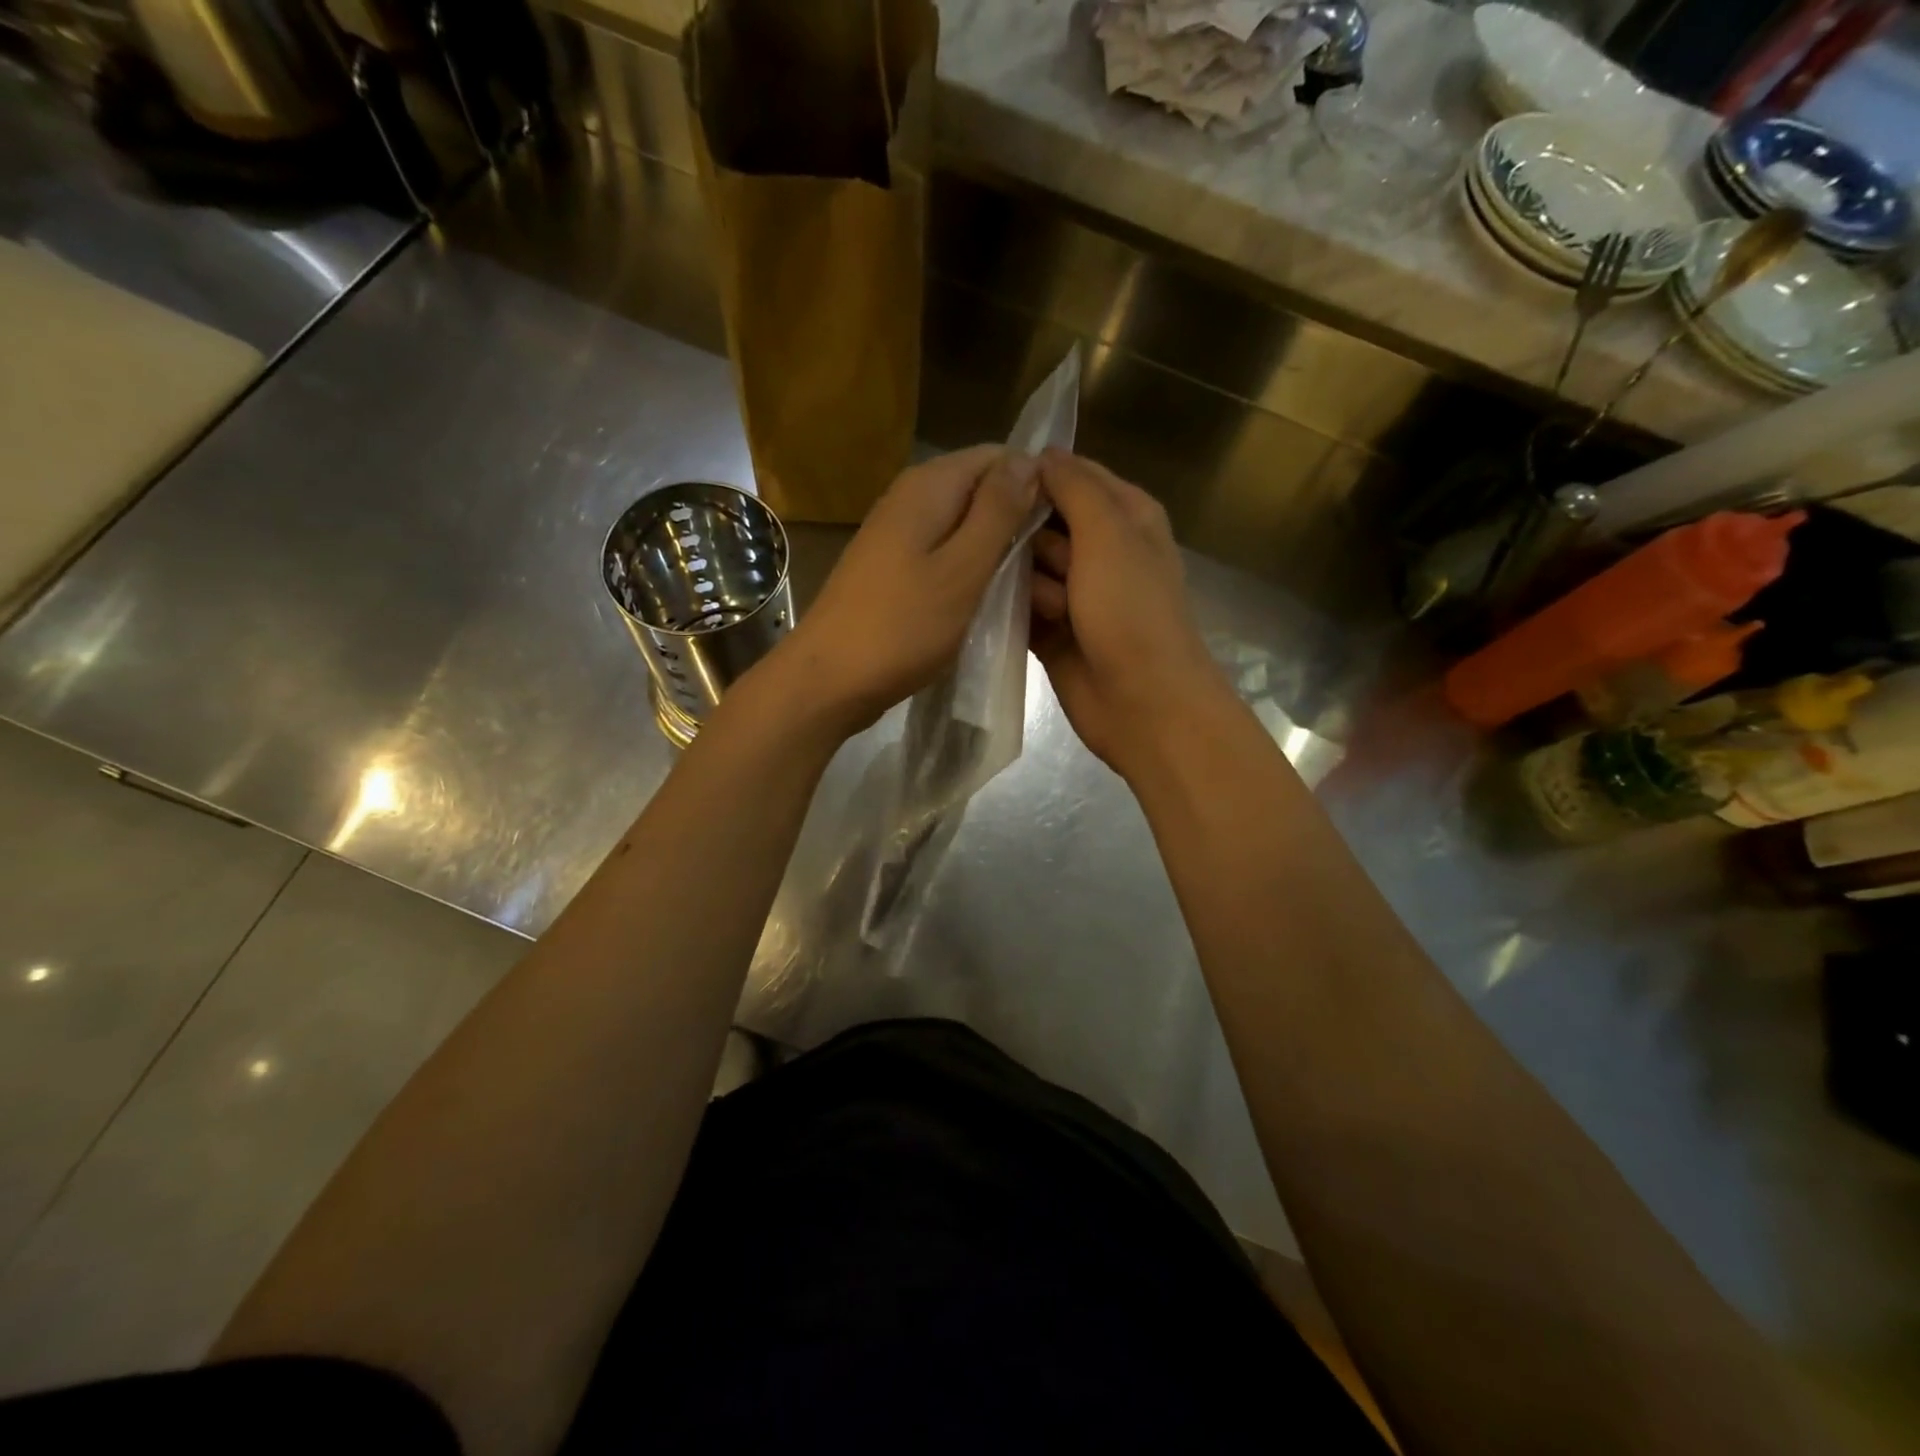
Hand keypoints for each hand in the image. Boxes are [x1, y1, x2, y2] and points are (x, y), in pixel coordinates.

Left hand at [766, 445, 1040, 738]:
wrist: (829, 679)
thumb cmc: (901, 627)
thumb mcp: (963, 569)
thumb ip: (997, 512)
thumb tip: (1029, 459)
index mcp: (929, 486)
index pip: (999, 457)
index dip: (1036, 485)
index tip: (1062, 530)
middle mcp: (911, 498)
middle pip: (981, 491)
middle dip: (1019, 521)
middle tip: (1049, 570)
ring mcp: (898, 534)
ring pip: (965, 526)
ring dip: (997, 551)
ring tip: (1027, 590)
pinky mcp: (894, 567)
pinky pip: (945, 554)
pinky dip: (970, 571)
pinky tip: (988, 601)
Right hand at [1031, 449, 1233, 778]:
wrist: (1143, 704)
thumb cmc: (1132, 612)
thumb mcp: (1110, 534)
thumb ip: (1075, 488)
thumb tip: (1042, 453)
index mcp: (1127, 517)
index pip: (1074, 476)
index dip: (1037, 477)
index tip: (998, 484)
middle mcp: (1102, 551)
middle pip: (1043, 523)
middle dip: (1026, 536)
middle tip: (1023, 555)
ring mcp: (1077, 595)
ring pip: (1027, 567)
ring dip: (1022, 581)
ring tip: (1042, 605)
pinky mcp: (1054, 632)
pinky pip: (1020, 608)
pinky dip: (1011, 610)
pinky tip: (999, 614)